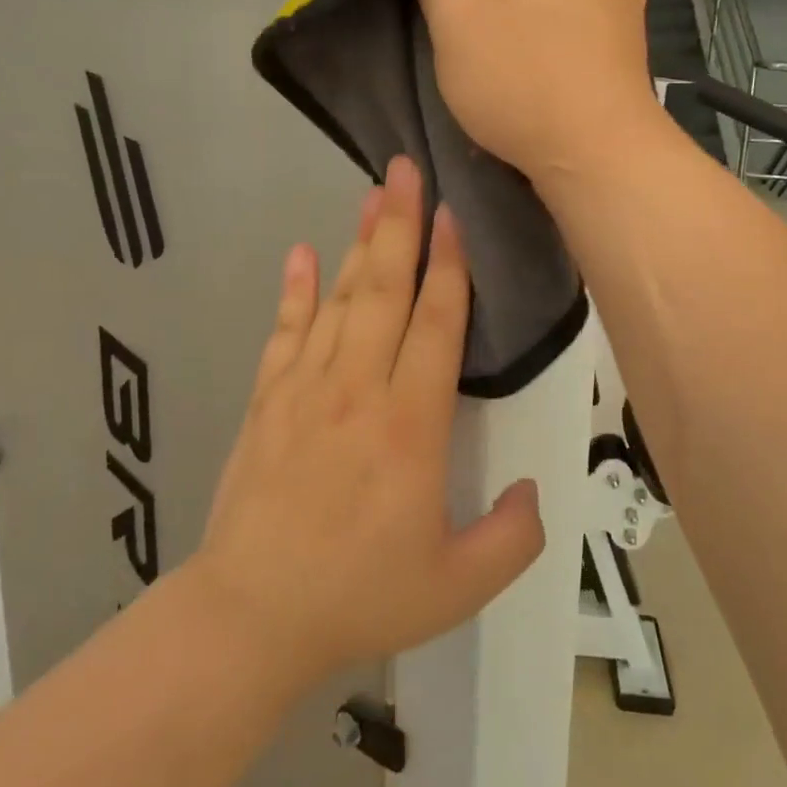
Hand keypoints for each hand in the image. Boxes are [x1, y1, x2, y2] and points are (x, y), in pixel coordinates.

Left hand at [194, 155, 545, 685]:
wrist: (252, 616)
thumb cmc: (360, 596)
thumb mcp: (458, 587)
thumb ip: (512, 538)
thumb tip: (534, 491)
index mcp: (411, 426)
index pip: (436, 325)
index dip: (449, 267)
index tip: (451, 216)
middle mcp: (358, 389)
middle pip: (384, 290)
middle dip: (400, 225)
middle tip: (406, 170)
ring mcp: (306, 388)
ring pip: (339, 299)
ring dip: (358, 243)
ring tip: (372, 194)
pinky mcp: (267, 399)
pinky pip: (285, 331)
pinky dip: (293, 290)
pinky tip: (300, 252)